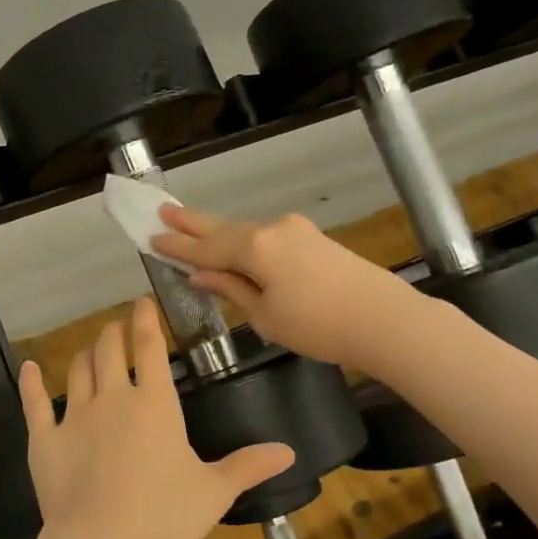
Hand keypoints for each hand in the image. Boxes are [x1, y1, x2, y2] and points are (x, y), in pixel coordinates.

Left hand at [18, 298, 293, 538]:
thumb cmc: (165, 517)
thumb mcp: (213, 492)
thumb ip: (247, 466)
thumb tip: (289, 451)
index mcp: (155, 405)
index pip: (150, 348)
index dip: (146, 321)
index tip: (142, 302)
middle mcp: (113, 398)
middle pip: (110, 350)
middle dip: (114, 332)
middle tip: (117, 325)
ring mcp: (75, 416)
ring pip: (77, 370)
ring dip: (85, 353)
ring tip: (91, 348)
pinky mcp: (45, 438)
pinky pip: (34, 402)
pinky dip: (30, 382)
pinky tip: (29, 367)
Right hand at [152, 202, 424, 373]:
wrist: (386, 321)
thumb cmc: (319, 327)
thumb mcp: (265, 316)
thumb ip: (230, 289)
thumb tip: (200, 275)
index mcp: (256, 248)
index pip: (205, 249)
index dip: (177, 248)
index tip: (151, 239)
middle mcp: (272, 229)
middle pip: (223, 228)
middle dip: (192, 223)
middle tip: (162, 211)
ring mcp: (295, 230)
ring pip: (244, 232)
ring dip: (216, 233)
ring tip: (188, 226)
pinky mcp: (311, 239)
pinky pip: (264, 238)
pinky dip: (241, 242)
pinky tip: (231, 246)